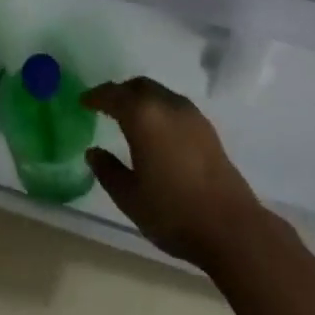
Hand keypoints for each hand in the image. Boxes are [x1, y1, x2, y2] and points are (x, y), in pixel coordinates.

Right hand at [82, 78, 269, 268]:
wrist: (231, 228)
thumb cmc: (173, 213)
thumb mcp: (130, 197)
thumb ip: (108, 171)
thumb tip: (93, 152)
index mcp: (143, 116)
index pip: (113, 95)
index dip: (95, 96)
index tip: (83, 101)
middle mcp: (167, 105)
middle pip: (138, 86)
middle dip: (119, 92)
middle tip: (104, 106)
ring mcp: (191, 114)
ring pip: (158, 93)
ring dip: (140, 98)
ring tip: (129, 118)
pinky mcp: (206, 128)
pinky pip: (173, 105)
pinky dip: (158, 109)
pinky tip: (156, 131)